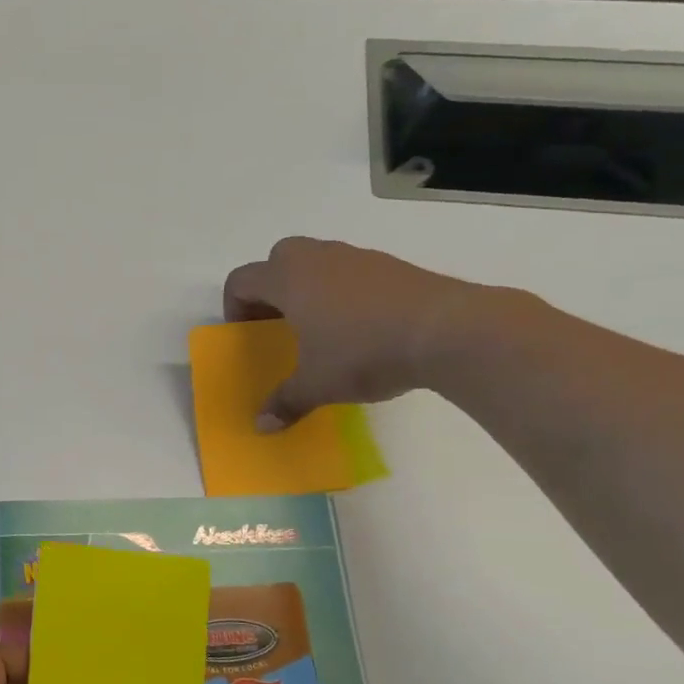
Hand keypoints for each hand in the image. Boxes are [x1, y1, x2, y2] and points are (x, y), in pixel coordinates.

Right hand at [222, 237, 484, 427]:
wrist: (448, 330)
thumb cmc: (363, 352)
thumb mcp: (317, 385)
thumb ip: (285, 401)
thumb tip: (261, 426)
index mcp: (288, 280)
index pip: (242, 280)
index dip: (235, 307)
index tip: (248, 334)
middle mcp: (317, 259)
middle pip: (278, 258)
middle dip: (271, 288)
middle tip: (279, 323)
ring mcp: (357, 257)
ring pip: (317, 261)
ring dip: (308, 287)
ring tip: (321, 327)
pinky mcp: (392, 265)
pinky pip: (351, 271)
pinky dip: (344, 291)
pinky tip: (361, 327)